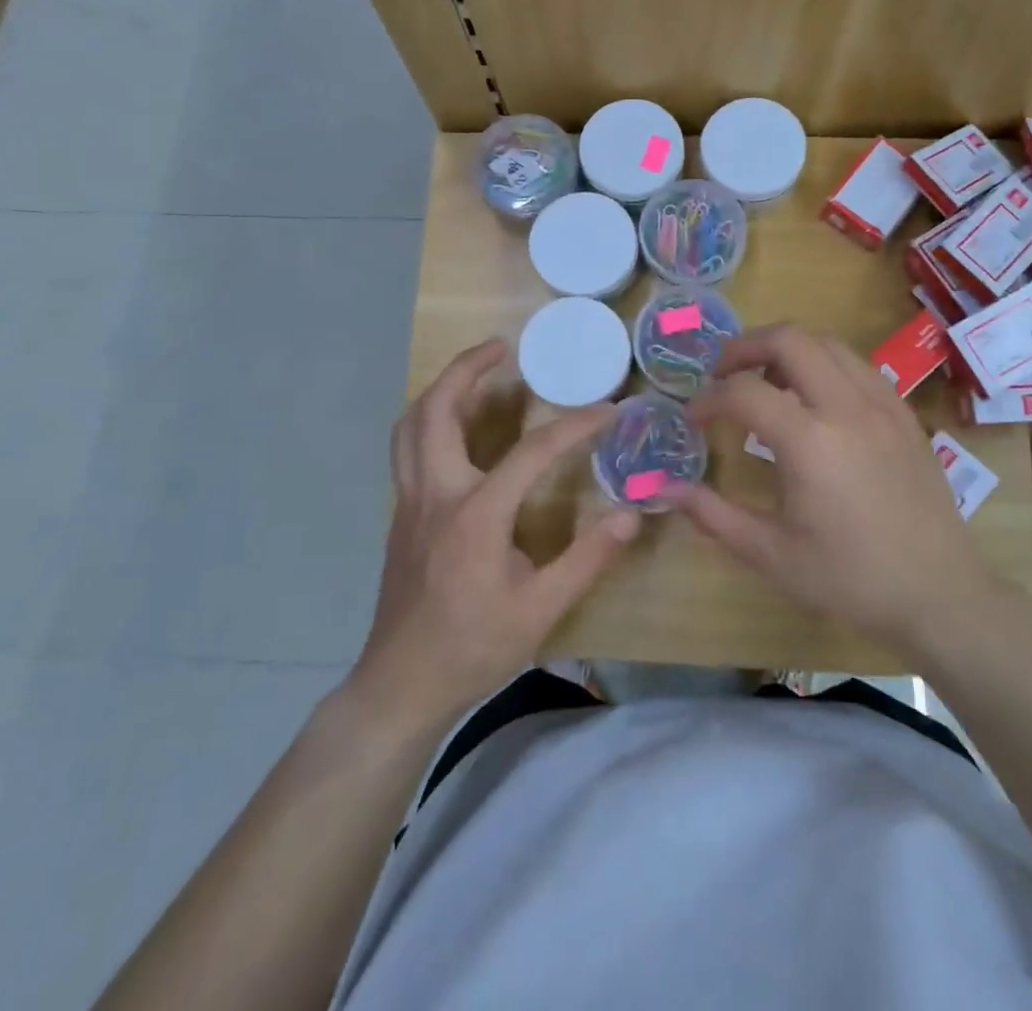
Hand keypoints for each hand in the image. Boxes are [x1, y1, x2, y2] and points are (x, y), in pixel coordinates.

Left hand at [351, 339, 639, 728]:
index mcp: (475, 515)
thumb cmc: (473, 647)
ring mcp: (410, 502)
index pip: (531, 452)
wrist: (401, 685)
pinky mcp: (402, 515)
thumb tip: (631, 515)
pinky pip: (407, 448)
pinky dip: (430, 419)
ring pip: (411, 425)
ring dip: (440, 389)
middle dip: (466, 369)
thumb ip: (587, 559)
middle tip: (501, 347)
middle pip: (436, 410)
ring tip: (474, 372)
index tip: (610, 411)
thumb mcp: (540, 610)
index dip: (575, 426)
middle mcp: (435, 495)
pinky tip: (457, 428)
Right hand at [684, 325, 1001, 657]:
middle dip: (745, 347)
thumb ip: (713, 515)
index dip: (708, 399)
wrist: (940, 593)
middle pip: (789, 339)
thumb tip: (667, 488)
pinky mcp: (904, 413)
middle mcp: (847, 407)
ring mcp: (882, 404)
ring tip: (765, 380)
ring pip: (827, 342)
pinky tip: (815, 398)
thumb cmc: (851, 578)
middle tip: (723, 374)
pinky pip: (857, 364)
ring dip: (787, 348)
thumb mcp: (772, 555)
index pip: (744, 392)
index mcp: (810, 441)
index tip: (694, 419)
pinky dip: (824, 363)